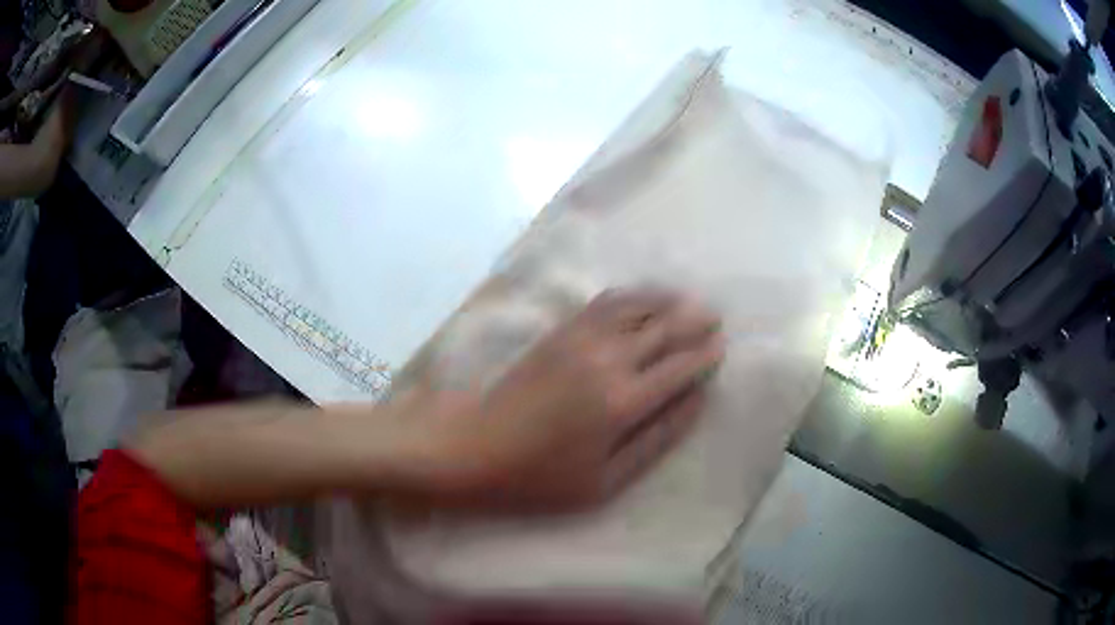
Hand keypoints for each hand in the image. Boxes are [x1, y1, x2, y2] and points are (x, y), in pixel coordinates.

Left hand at [393, 288, 724, 510]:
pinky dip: (630, 295)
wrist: (473, 450)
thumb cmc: (540, 477)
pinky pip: (603, 303)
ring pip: (635, 306)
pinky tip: (640, 298)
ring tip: (685, 300)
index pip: (680, 367)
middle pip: (663, 328)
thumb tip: (696, 402)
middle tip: (714, 317)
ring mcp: (579, 339)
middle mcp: (607, 359)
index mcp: (624, 401)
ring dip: (665, 299)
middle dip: (694, 320)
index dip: (704, 355)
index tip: (720, 348)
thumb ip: (657, 440)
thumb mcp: (606, 481)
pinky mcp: (557, 333)